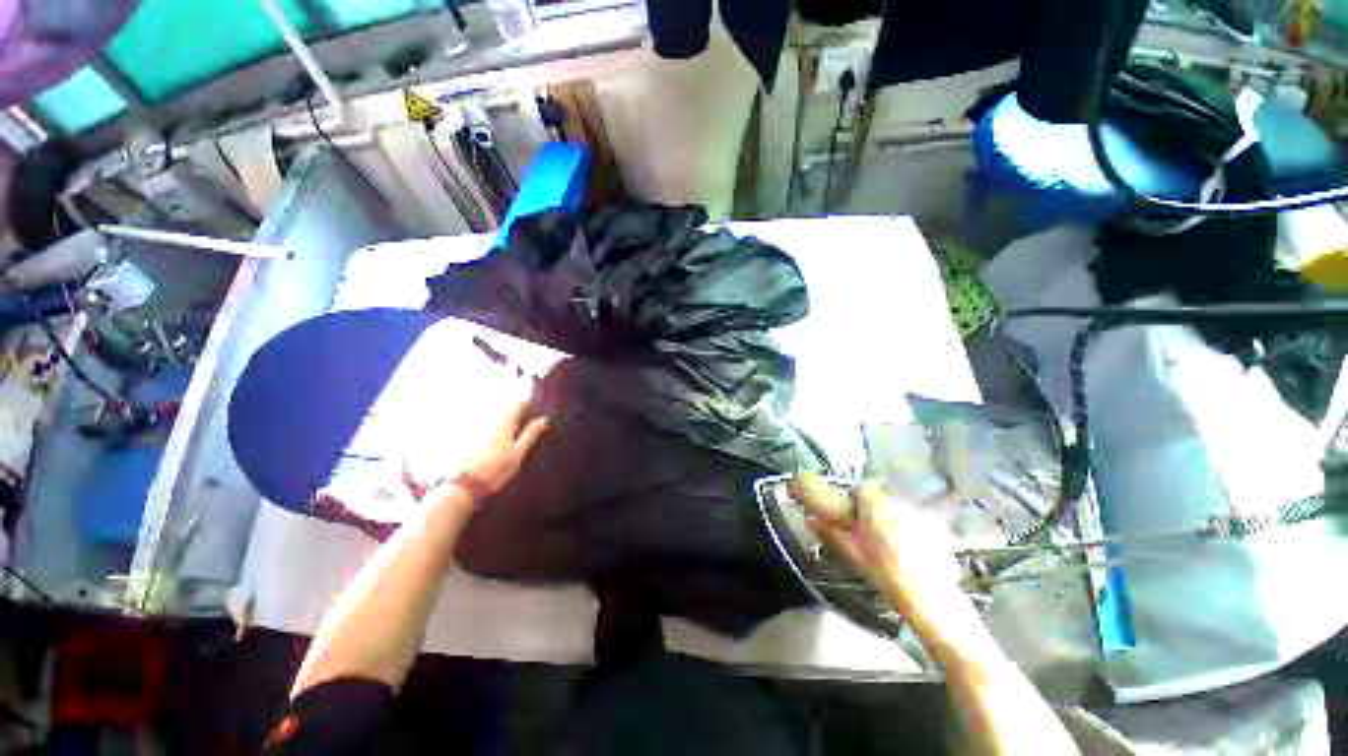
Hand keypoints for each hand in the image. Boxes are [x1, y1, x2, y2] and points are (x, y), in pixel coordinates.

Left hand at [455, 399, 549, 500]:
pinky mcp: (472, 443)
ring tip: (516, 436)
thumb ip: (531, 435)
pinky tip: (500, 446)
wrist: (467, 486)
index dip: (528, 404)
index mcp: (504, 425)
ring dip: (508, 424)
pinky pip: (488, 431)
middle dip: (518, 415)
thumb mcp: (518, 454)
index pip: (518, 405)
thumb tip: (543, 419)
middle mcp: (490, 424)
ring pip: (497, 422)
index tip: (536, 410)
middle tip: (529, 424)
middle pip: (506, 412)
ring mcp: (479, 432)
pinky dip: (497, 434)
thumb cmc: (496, 470)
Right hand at [790, 474, 966, 626]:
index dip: (857, 499)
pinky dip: (912, 533)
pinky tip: (912, 555)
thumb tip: (810, 517)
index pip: (863, 487)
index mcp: (876, 505)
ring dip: (893, 522)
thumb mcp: (852, 553)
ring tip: (892, 548)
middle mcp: (899, 503)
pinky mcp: (937, 530)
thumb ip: (830, 531)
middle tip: (870, 535)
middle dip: (875, 512)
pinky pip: (917, 524)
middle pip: (882, 499)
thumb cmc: (884, 571)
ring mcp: (921, 515)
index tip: (853, 516)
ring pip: (900, 511)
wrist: (929, 597)